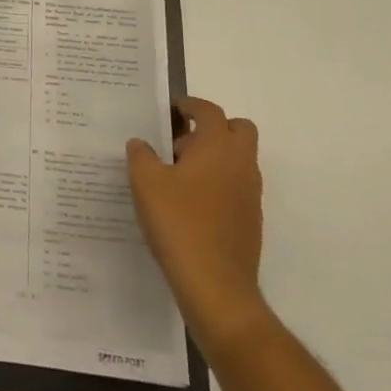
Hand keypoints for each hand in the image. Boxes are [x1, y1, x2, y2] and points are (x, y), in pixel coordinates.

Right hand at [127, 97, 267, 340]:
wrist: (215, 286)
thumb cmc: (178, 223)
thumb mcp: (145, 182)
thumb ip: (141, 155)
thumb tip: (141, 144)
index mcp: (218, 147)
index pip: (209, 111)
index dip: (189, 105)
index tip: (170, 109)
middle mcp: (241, 164)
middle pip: (238, 129)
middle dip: (212, 128)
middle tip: (180, 141)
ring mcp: (250, 194)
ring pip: (238, 160)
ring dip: (214, 157)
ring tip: (177, 175)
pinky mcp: (250, 221)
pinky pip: (236, 187)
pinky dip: (218, 184)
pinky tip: (188, 204)